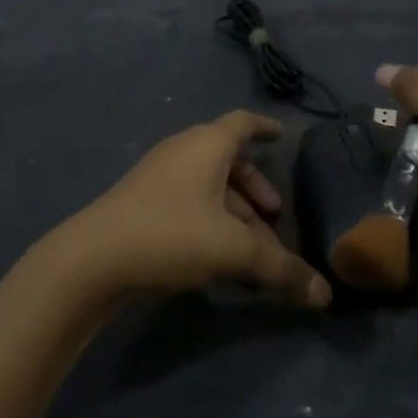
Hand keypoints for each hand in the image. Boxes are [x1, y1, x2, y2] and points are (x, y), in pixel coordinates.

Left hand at [51, 111, 331, 307]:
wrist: (93, 259)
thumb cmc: (171, 234)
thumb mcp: (234, 251)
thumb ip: (281, 270)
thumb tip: (325, 295)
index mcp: (206, 145)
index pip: (242, 123)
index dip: (265, 128)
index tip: (283, 136)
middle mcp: (182, 152)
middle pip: (230, 163)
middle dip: (257, 191)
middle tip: (277, 218)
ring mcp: (159, 179)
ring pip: (210, 190)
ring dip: (237, 216)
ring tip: (255, 253)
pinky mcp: (143, 206)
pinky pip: (190, 206)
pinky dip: (213, 225)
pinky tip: (221, 262)